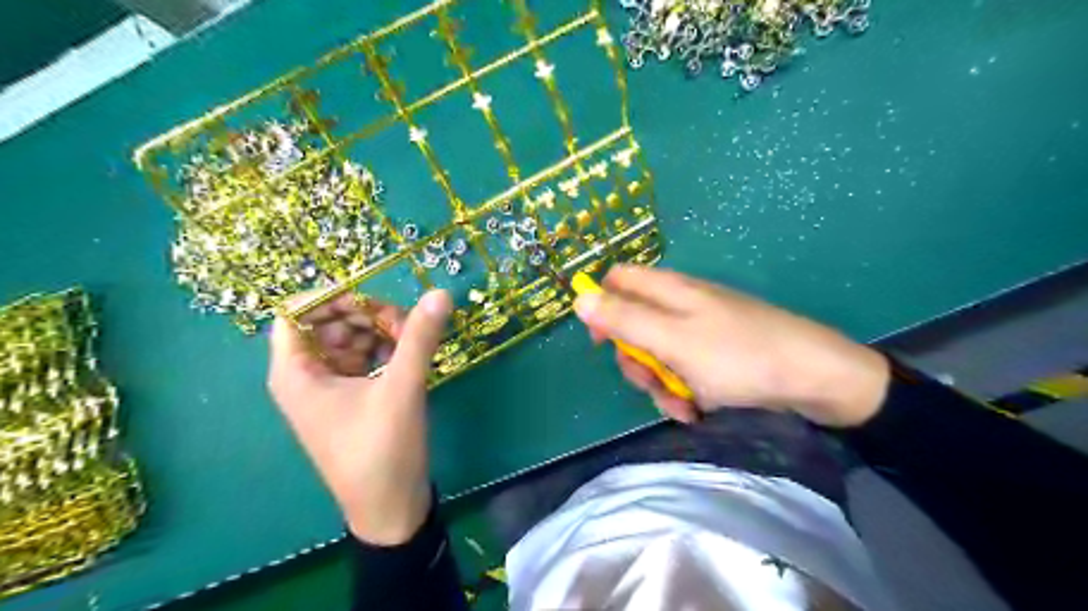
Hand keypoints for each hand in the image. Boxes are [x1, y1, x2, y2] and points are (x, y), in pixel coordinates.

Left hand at [271, 288, 452, 542]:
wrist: (391, 509)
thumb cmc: (382, 451)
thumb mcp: (401, 389)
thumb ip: (418, 338)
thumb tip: (441, 293)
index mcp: (296, 373)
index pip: (296, 312)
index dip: (332, 297)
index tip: (373, 298)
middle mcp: (305, 376)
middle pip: (327, 323)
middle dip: (365, 315)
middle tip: (405, 323)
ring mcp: (329, 388)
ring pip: (348, 340)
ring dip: (379, 332)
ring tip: (412, 340)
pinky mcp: (350, 399)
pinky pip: (362, 360)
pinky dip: (384, 351)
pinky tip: (409, 357)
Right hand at [572, 264, 887, 427]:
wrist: (815, 377)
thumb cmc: (738, 355)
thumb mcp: (672, 340)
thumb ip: (624, 320)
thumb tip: (578, 298)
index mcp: (669, 291)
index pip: (618, 281)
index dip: (602, 307)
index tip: (604, 343)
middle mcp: (682, 304)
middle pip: (635, 324)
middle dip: (636, 359)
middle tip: (650, 381)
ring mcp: (702, 328)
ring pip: (659, 352)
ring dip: (661, 382)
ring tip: (683, 406)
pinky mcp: (719, 352)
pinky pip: (686, 367)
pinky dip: (685, 388)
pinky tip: (698, 408)